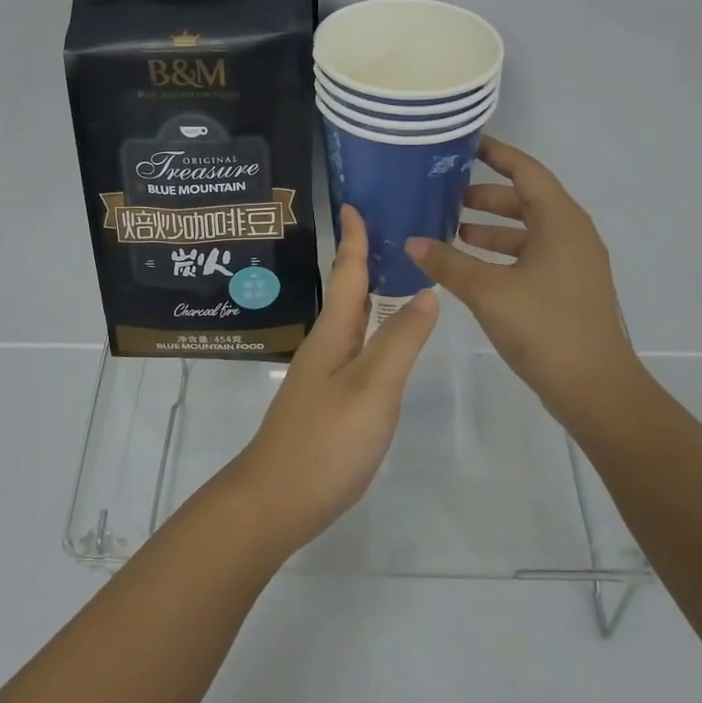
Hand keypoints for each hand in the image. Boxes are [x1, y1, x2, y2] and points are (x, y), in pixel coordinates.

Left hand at [228, 204, 437, 556]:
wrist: (276, 500)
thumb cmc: (326, 440)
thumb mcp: (373, 387)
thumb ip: (400, 341)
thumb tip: (425, 290)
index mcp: (334, 333)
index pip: (347, 273)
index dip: (354, 238)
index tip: (355, 202)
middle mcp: (326, 346)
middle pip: (347, 292)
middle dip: (364, 259)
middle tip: (392, 231)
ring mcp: (324, 375)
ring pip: (350, 321)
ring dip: (368, 293)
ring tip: (395, 276)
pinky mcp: (328, 401)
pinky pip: (354, 348)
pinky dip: (371, 330)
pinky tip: (383, 340)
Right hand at [405, 137, 640, 425]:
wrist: (595, 389)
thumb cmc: (544, 327)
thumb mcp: (488, 291)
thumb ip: (448, 263)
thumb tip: (411, 241)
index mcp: (561, 222)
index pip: (526, 171)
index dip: (496, 154)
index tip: (465, 144)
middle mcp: (571, 235)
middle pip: (525, 200)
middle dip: (485, 196)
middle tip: (445, 194)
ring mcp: (572, 264)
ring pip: (526, 231)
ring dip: (490, 228)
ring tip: (449, 230)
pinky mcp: (567, 289)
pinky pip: (530, 256)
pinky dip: (500, 254)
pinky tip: (470, 267)